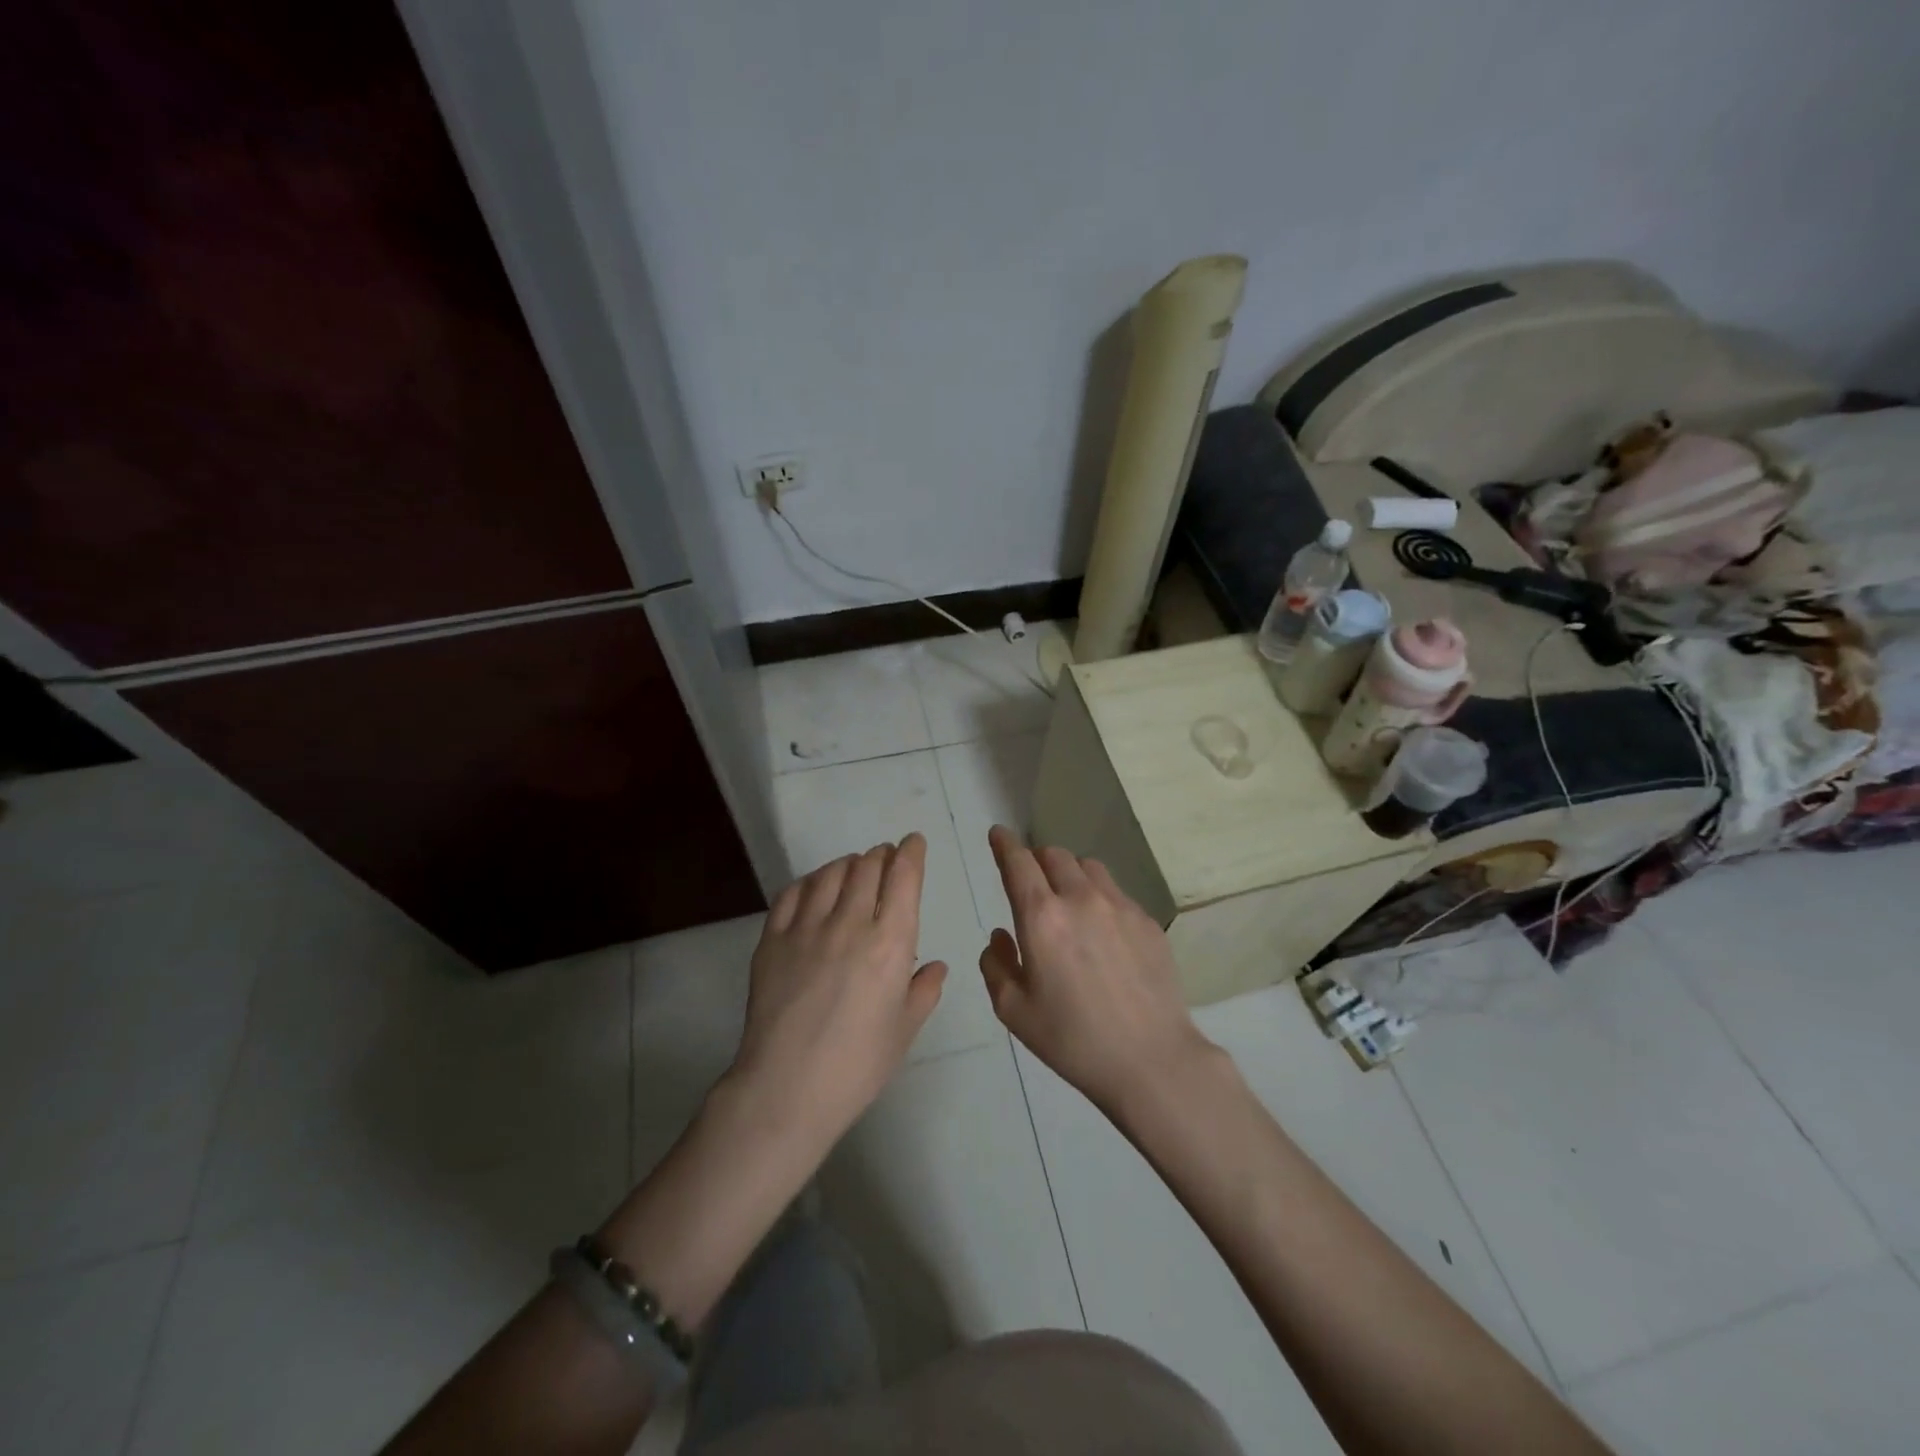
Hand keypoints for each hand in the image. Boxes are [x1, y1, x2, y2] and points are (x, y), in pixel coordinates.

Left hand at [727, 835, 945, 1152]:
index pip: (903, 877)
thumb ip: (923, 991)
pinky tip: (815, 887)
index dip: (911, 853)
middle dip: (881, 855)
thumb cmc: (857, 1065)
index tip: (913, 843)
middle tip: (885, 858)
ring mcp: (807, 927)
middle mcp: (850, 923)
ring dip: (847, 863)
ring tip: (853, 868)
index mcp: (890, 943)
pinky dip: (810, 881)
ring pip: (830, 873)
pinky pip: (793, 893)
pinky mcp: (773, 938)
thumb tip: (935, 966)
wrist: (786, 1088)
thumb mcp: (903, 1031)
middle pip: (867, 867)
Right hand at [980, 825, 1215, 1114]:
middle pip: (1054, 855)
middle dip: (1036, 858)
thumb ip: (996, 965)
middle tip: (1031, 878)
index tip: (998, 834)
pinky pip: (1115, 891)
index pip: (1018, 862)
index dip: (1004, 843)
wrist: (1151, 1059)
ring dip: (1069, 871)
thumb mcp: (1014, 1010)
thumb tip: (1001, 936)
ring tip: (1067, 897)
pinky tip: (1101, 928)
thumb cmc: (1072, 1040)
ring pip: (1088, 866)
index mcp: (1041, 917)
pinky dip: (1098, 894)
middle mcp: (1080, 898)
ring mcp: (1119, 906)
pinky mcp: (1147, 921)